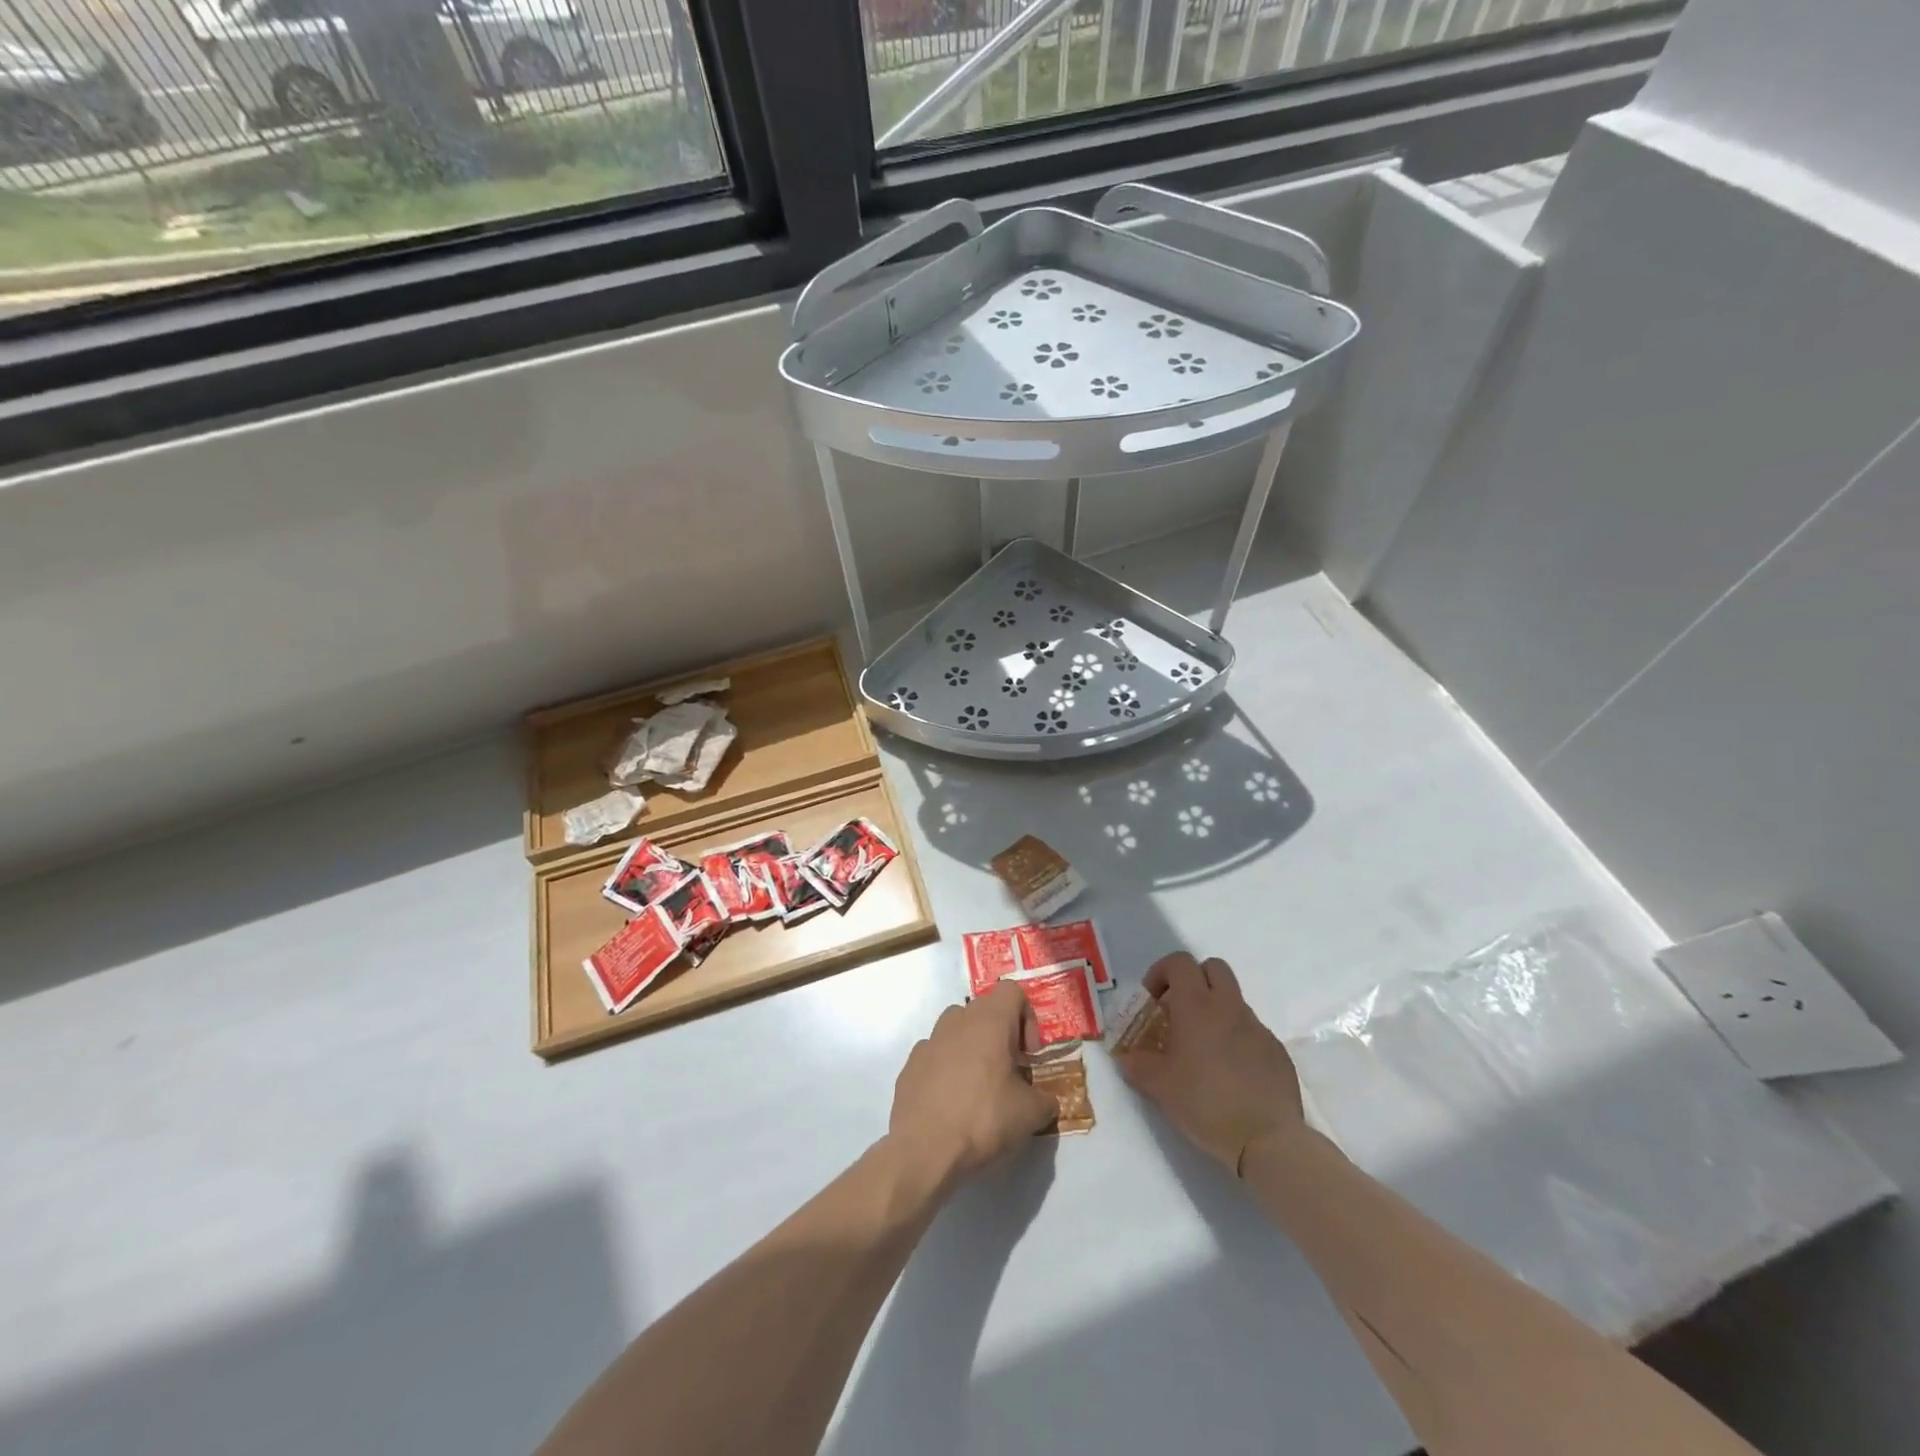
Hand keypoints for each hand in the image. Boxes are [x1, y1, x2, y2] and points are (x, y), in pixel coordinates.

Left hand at [888, 980, 1058, 1188]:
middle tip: (1009, 1071)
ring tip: (980, 1085)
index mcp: (989, 1021)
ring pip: (957, 1028)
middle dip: (1001, 1034)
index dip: (1027, 1017)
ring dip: (972, 1047)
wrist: (924, 1147)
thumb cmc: (983, 1118)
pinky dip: (947, 1067)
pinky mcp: (910, 1064)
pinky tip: (952, 1101)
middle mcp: (957, 1020)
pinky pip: (936, 1054)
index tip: (1028, 1055)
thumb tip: (1047, 1101)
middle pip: (984, 1009)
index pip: (1012, 991)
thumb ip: (1045, 1100)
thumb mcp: (1030, 1114)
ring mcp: (930, 1040)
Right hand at [1115, 952, 1303, 1174]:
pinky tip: (1230, 1073)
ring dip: (1215, 1011)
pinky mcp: (1277, 1051)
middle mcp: (1229, 1007)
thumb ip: (1138, 1065)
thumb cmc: (1206, 1103)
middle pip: (1213, 967)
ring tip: (1202, 1050)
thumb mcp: (1160, 1086)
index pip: (1180, 962)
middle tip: (1179, 1011)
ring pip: (1233, 1000)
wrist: (1267, 1140)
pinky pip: (1252, 1031)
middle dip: (1193, 980)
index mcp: (1197, 1006)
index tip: (1152, 1000)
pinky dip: (1236, 1039)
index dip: (1161, 972)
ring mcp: (1257, 1028)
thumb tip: (1126, 1057)